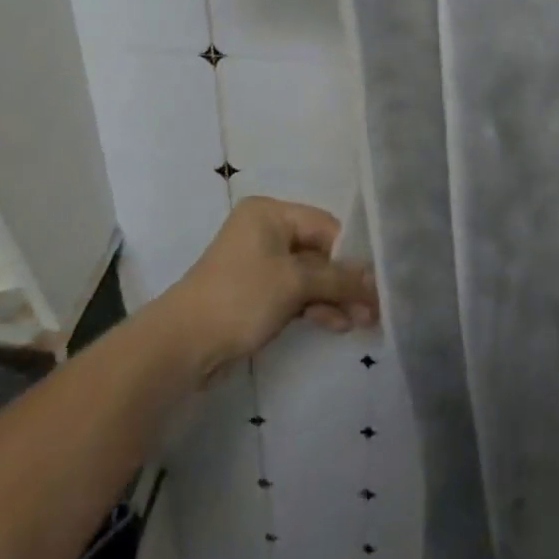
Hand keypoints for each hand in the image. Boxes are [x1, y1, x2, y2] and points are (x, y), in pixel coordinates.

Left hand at [159, 197, 378, 382]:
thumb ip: (338, 278)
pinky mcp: (255, 293)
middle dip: (345, 281)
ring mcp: (258, 263)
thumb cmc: (240, 298)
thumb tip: (374, 281)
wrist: (182, 346)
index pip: (325, 226)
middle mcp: (265, 231)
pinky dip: (314, 306)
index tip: (376, 283)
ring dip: (333, 297)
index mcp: (270, 213)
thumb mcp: (295, 283)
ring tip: (362, 322)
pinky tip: (338, 324)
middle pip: (318, 251)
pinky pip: (293, 292)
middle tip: (373, 308)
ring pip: (308, 275)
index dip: (352, 254)